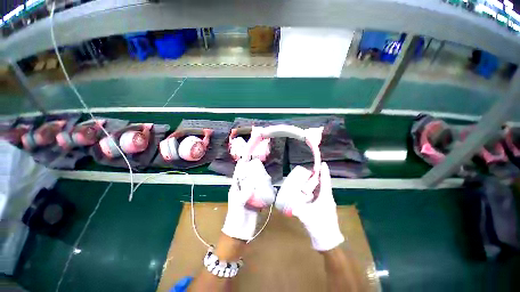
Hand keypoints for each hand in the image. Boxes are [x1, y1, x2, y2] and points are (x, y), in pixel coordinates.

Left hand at [221, 159, 274, 240]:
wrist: (241, 231)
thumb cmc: (236, 216)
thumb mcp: (238, 204)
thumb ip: (244, 194)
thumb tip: (252, 186)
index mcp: (236, 188)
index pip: (238, 174)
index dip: (241, 166)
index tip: (246, 157)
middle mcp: (243, 189)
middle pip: (248, 177)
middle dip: (252, 170)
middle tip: (259, 164)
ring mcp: (250, 194)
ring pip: (255, 183)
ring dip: (259, 178)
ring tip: (265, 173)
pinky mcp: (256, 199)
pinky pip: (260, 191)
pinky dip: (264, 187)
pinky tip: (269, 184)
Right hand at [277, 162, 343, 250]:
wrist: (328, 241)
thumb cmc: (320, 226)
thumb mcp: (307, 216)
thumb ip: (297, 210)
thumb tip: (288, 204)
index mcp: (326, 197)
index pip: (325, 181)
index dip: (324, 171)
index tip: (323, 163)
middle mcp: (327, 198)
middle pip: (323, 183)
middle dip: (318, 176)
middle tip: (309, 170)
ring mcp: (326, 203)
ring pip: (321, 189)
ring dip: (316, 183)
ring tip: (307, 178)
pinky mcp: (323, 207)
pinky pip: (319, 195)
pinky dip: (314, 190)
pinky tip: (307, 191)